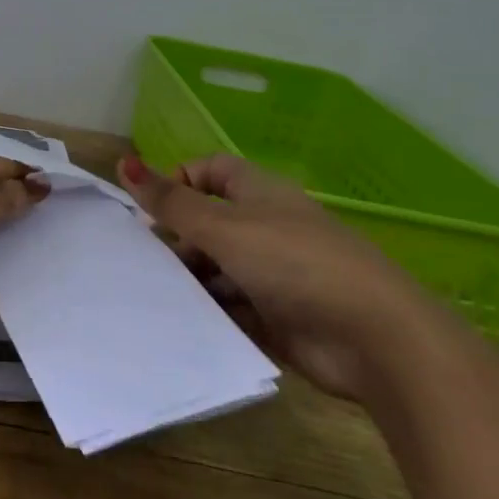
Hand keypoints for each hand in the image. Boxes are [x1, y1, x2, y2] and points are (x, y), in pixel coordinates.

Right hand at [117, 152, 444, 397]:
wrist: (373, 337)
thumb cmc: (293, 263)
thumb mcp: (224, 227)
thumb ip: (172, 201)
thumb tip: (124, 161)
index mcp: (257, 193)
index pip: (210, 171)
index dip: (179, 182)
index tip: (152, 211)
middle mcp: (265, 228)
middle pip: (209, 224)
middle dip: (177, 240)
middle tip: (144, 262)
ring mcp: (273, 275)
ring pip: (218, 269)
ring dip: (191, 281)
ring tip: (156, 297)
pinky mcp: (278, 318)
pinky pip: (232, 309)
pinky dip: (210, 314)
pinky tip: (181, 325)